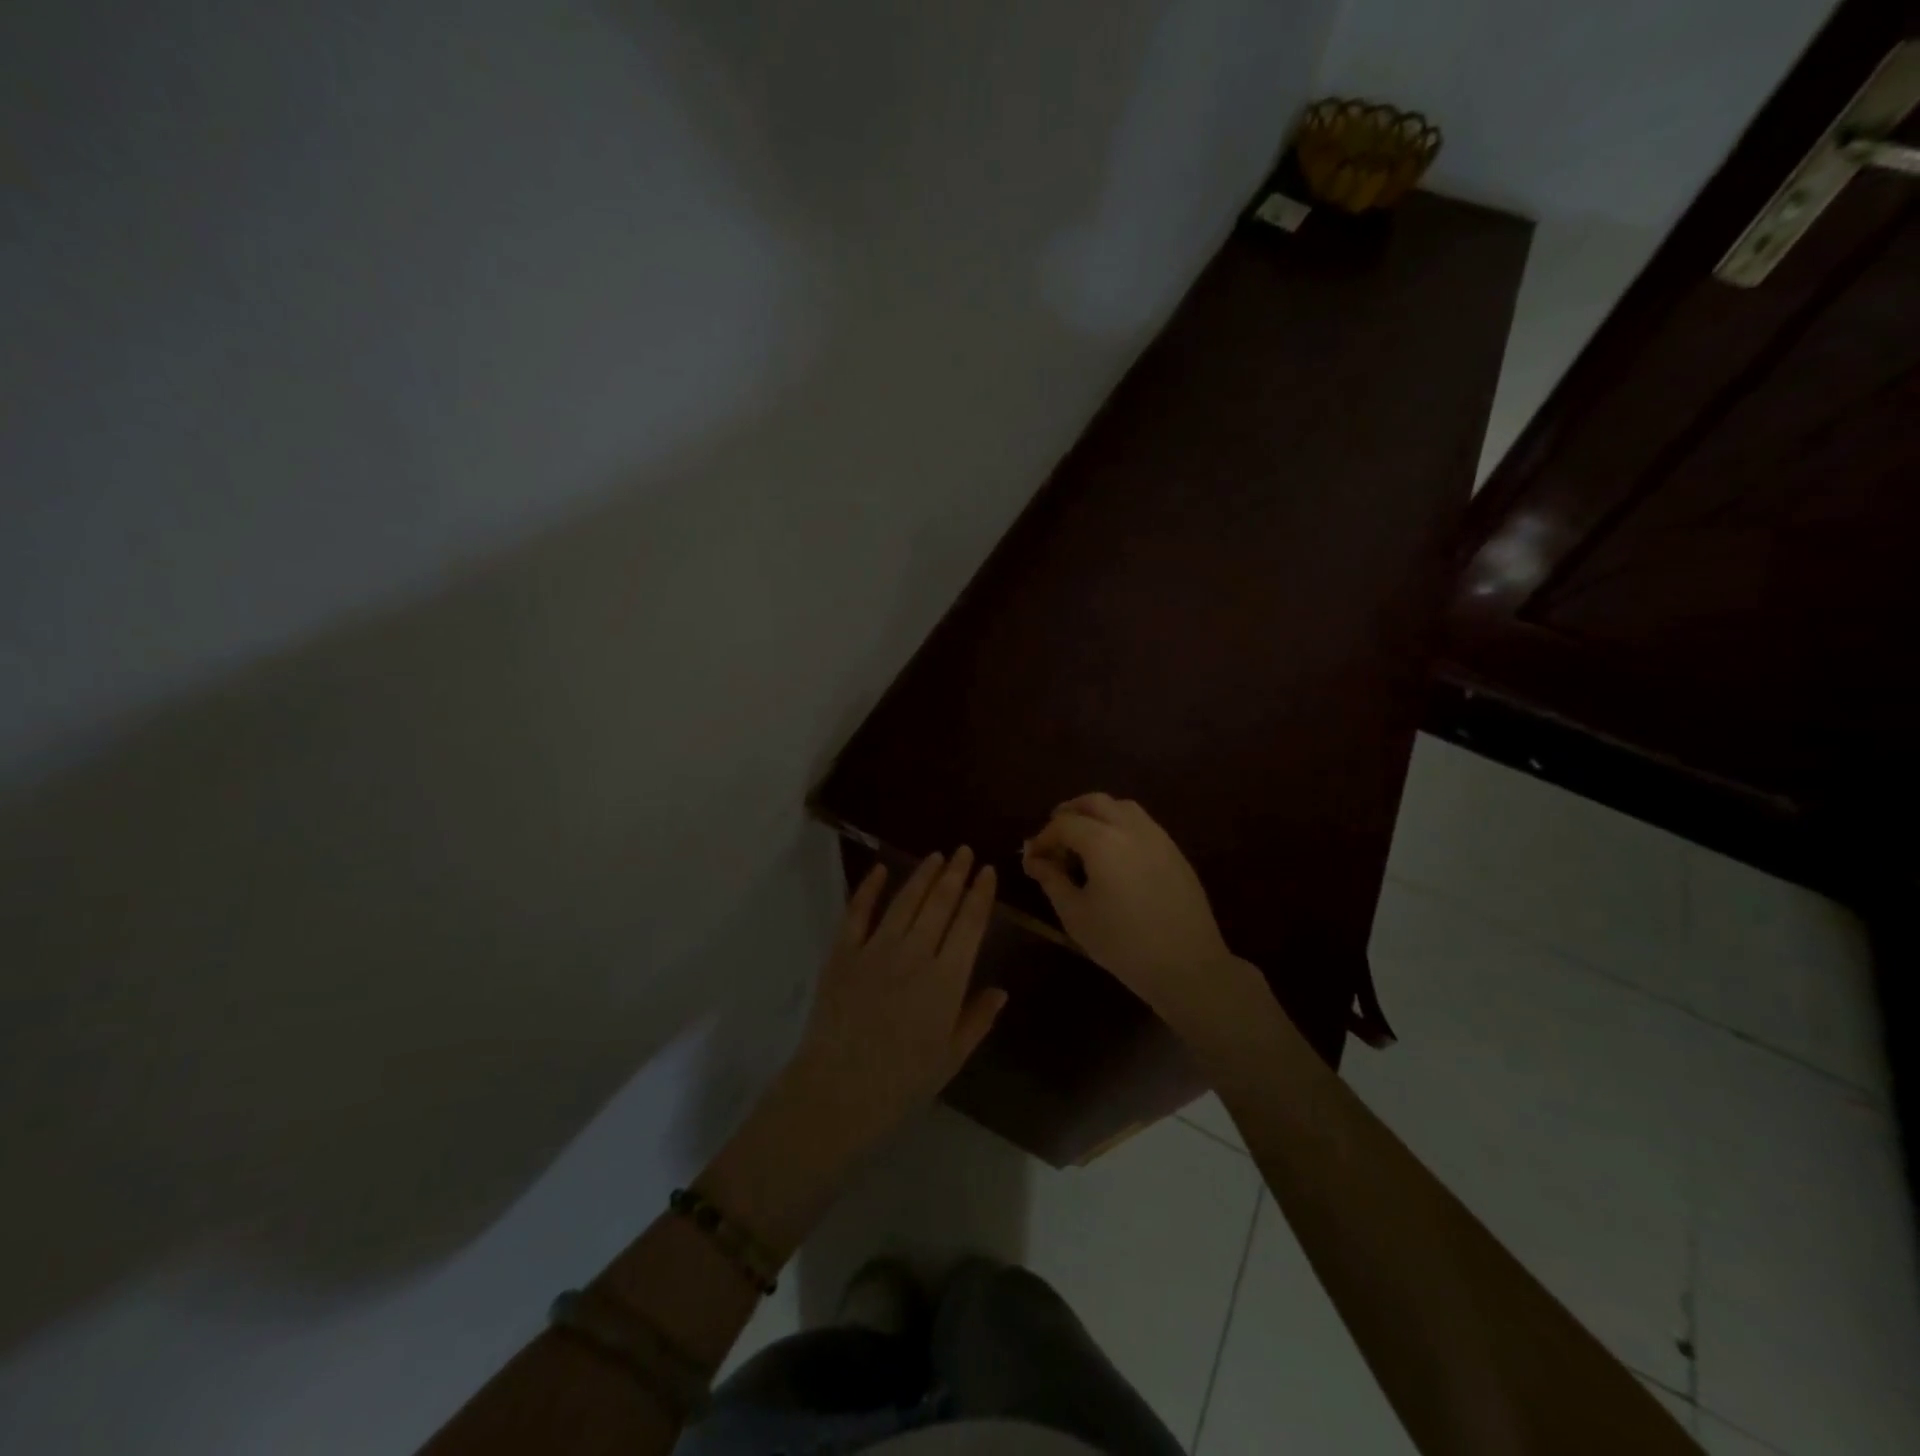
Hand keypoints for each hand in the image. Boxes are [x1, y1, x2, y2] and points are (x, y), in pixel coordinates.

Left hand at [791, 848, 1007, 1139]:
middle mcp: (915, 955)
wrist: (838, 1090)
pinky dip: (869, 887)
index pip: (970, 925)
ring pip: (905, 901)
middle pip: (940, 904)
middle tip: (965, 851)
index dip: (980, 894)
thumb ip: (978, 1019)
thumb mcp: (951, 1057)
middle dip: (956, 874)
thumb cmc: (902, 1081)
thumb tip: (1001, 989)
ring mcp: (876, 949)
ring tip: (937, 856)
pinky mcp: (843, 952)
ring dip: (923, 875)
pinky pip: (858, 912)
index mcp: (947, 980)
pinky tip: (880, 868)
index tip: (987, 871)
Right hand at [1022, 794, 1253, 1034]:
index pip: (1063, 824)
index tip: (1032, 857)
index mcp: (1103, 841)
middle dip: (1070, 813)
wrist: (1187, 965)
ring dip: (1098, 815)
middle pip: (1094, 802)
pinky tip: (1115, 856)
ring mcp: (1158, 837)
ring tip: (1084, 841)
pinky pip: (1142, 824)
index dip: (1043, 837)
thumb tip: (1034, 859)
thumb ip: (1052, 880)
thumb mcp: (1076, 915)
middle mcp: (1131, 828)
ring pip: (1122, 807)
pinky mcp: (1175, 851)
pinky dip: (1120, 826)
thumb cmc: (1122, 943)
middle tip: (1055, 837)